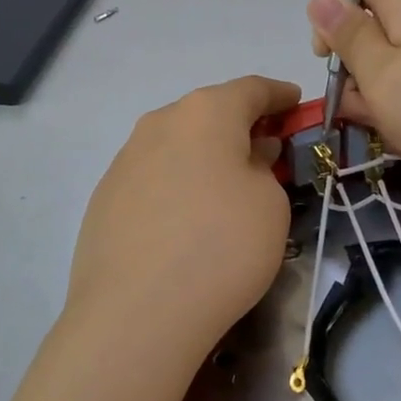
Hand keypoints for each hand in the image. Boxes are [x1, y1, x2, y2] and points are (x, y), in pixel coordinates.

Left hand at [64, 76, 300, 359]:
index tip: (296, 103)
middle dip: (240, 126)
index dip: (279, 95)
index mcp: (206, 113)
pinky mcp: (104, 197)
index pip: (251, 89)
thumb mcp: (270, 205)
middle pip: (208, 113)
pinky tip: (186, 216)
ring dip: (205, 155)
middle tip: (266, 149)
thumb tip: (245, 158)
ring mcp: (125, 159)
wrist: (136, 312)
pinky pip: (153, 176)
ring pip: (176, 144)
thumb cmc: (221, 246)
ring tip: (225, 185)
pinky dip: (177, 182)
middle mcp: (159, 123)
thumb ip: (263, 168)